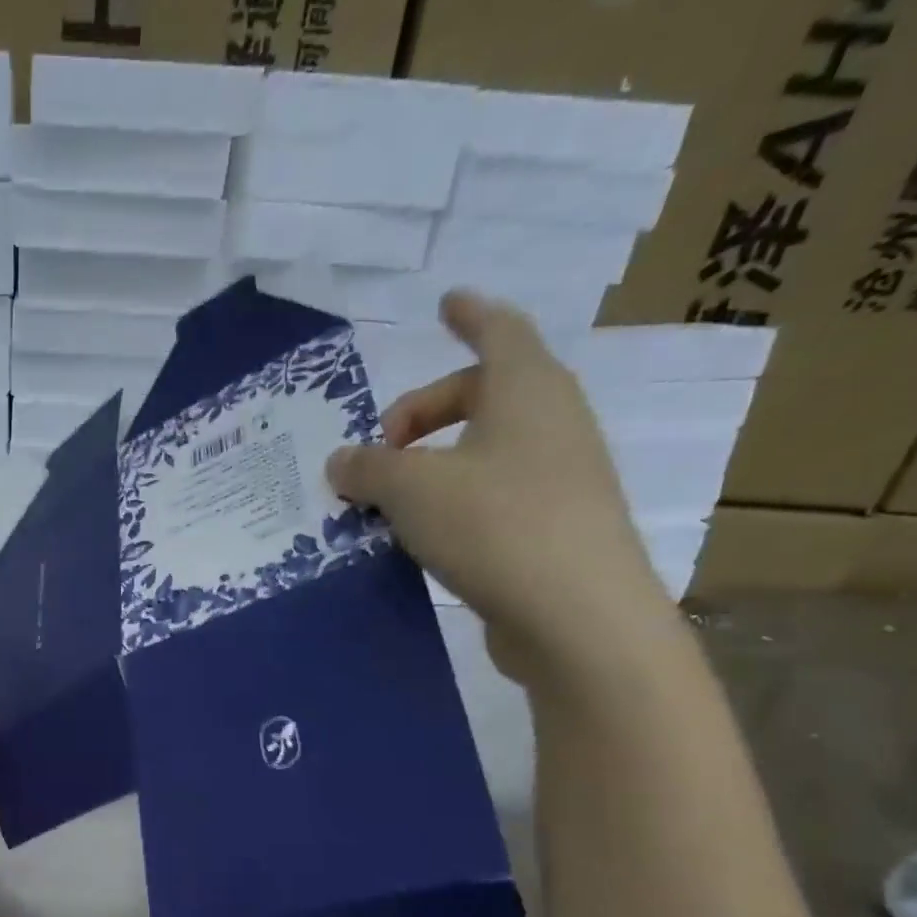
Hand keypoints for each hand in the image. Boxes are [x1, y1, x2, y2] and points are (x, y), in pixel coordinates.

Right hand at [326, 290, 676, 685]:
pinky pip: (493, 492)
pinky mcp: (553, 526)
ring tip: (390, 497)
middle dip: (426, 410)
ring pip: (486, 448)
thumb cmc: (495, 525)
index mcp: (525, 390)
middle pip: (483, 393)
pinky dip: (453, 499)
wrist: (576, 614)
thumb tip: (340, 461)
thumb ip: (368, 469)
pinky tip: (420, 534)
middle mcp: (550, 422)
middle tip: (381, 445)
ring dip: (436, 461)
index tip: (445, 302)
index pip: (497, 331)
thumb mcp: (411, 489)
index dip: (468, 315)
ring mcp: (559, 476)